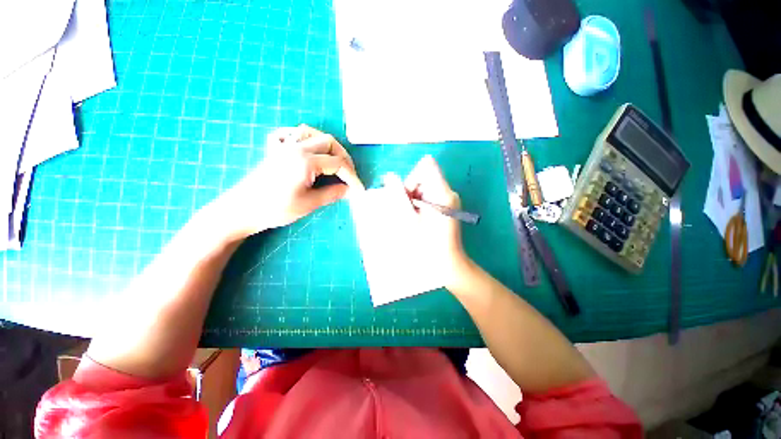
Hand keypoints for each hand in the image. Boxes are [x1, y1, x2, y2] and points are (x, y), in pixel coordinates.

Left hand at [215, 125, 363, 239]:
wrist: (242, 209)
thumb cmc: (276, 209)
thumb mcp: (309, 204)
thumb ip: (333, 193)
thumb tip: (349, 190)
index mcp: (306, 161)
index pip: (338, 164)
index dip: (352, 177)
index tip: (359, 190)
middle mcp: (296, 147)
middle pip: (329, 142)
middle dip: (344, 158)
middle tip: (349, 175)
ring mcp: (284, 146)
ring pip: (312, 133)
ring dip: (327, 145)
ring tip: (334, 160)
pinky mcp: (274, 149)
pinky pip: (289, 133)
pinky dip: (301, 136)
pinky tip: (306, 146)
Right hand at [401, 155, 467, 283]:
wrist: (447, 265)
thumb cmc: (426, 245)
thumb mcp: (408, 219)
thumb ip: (397, 195)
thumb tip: (388, 177)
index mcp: (442, 192)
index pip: (426, 165)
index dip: (412, 177)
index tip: (408, 197)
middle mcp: (448, 192)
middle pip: (425, 176)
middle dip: (411, 191)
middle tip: (408, 212)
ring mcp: (450, 200)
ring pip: (426, 187)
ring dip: (414, 199)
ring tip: (414, 219)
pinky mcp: (448, 207)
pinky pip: (430, 196)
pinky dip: (420, 204)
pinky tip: (420, 220)